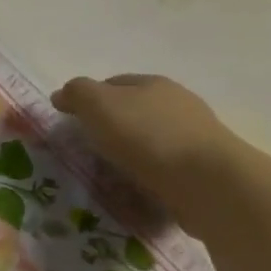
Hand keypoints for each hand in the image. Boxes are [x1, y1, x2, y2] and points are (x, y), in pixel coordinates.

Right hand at [50, 74, 244, 233]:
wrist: (207, 182)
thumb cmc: (147, 135)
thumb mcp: (98, 104)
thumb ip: (77, 93)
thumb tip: (63, 94)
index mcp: (153, 83)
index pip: (113, 83)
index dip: (89, 98)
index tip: (71, 120)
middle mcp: (178, 104)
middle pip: (134, 110)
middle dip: (110, 125)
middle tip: (87, 147)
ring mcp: (194, 136)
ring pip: (150, 139)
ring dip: (130, 152)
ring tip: (109, 172)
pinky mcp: (203, 168)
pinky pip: (164, 167)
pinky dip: (147, 173)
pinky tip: (135, 187)